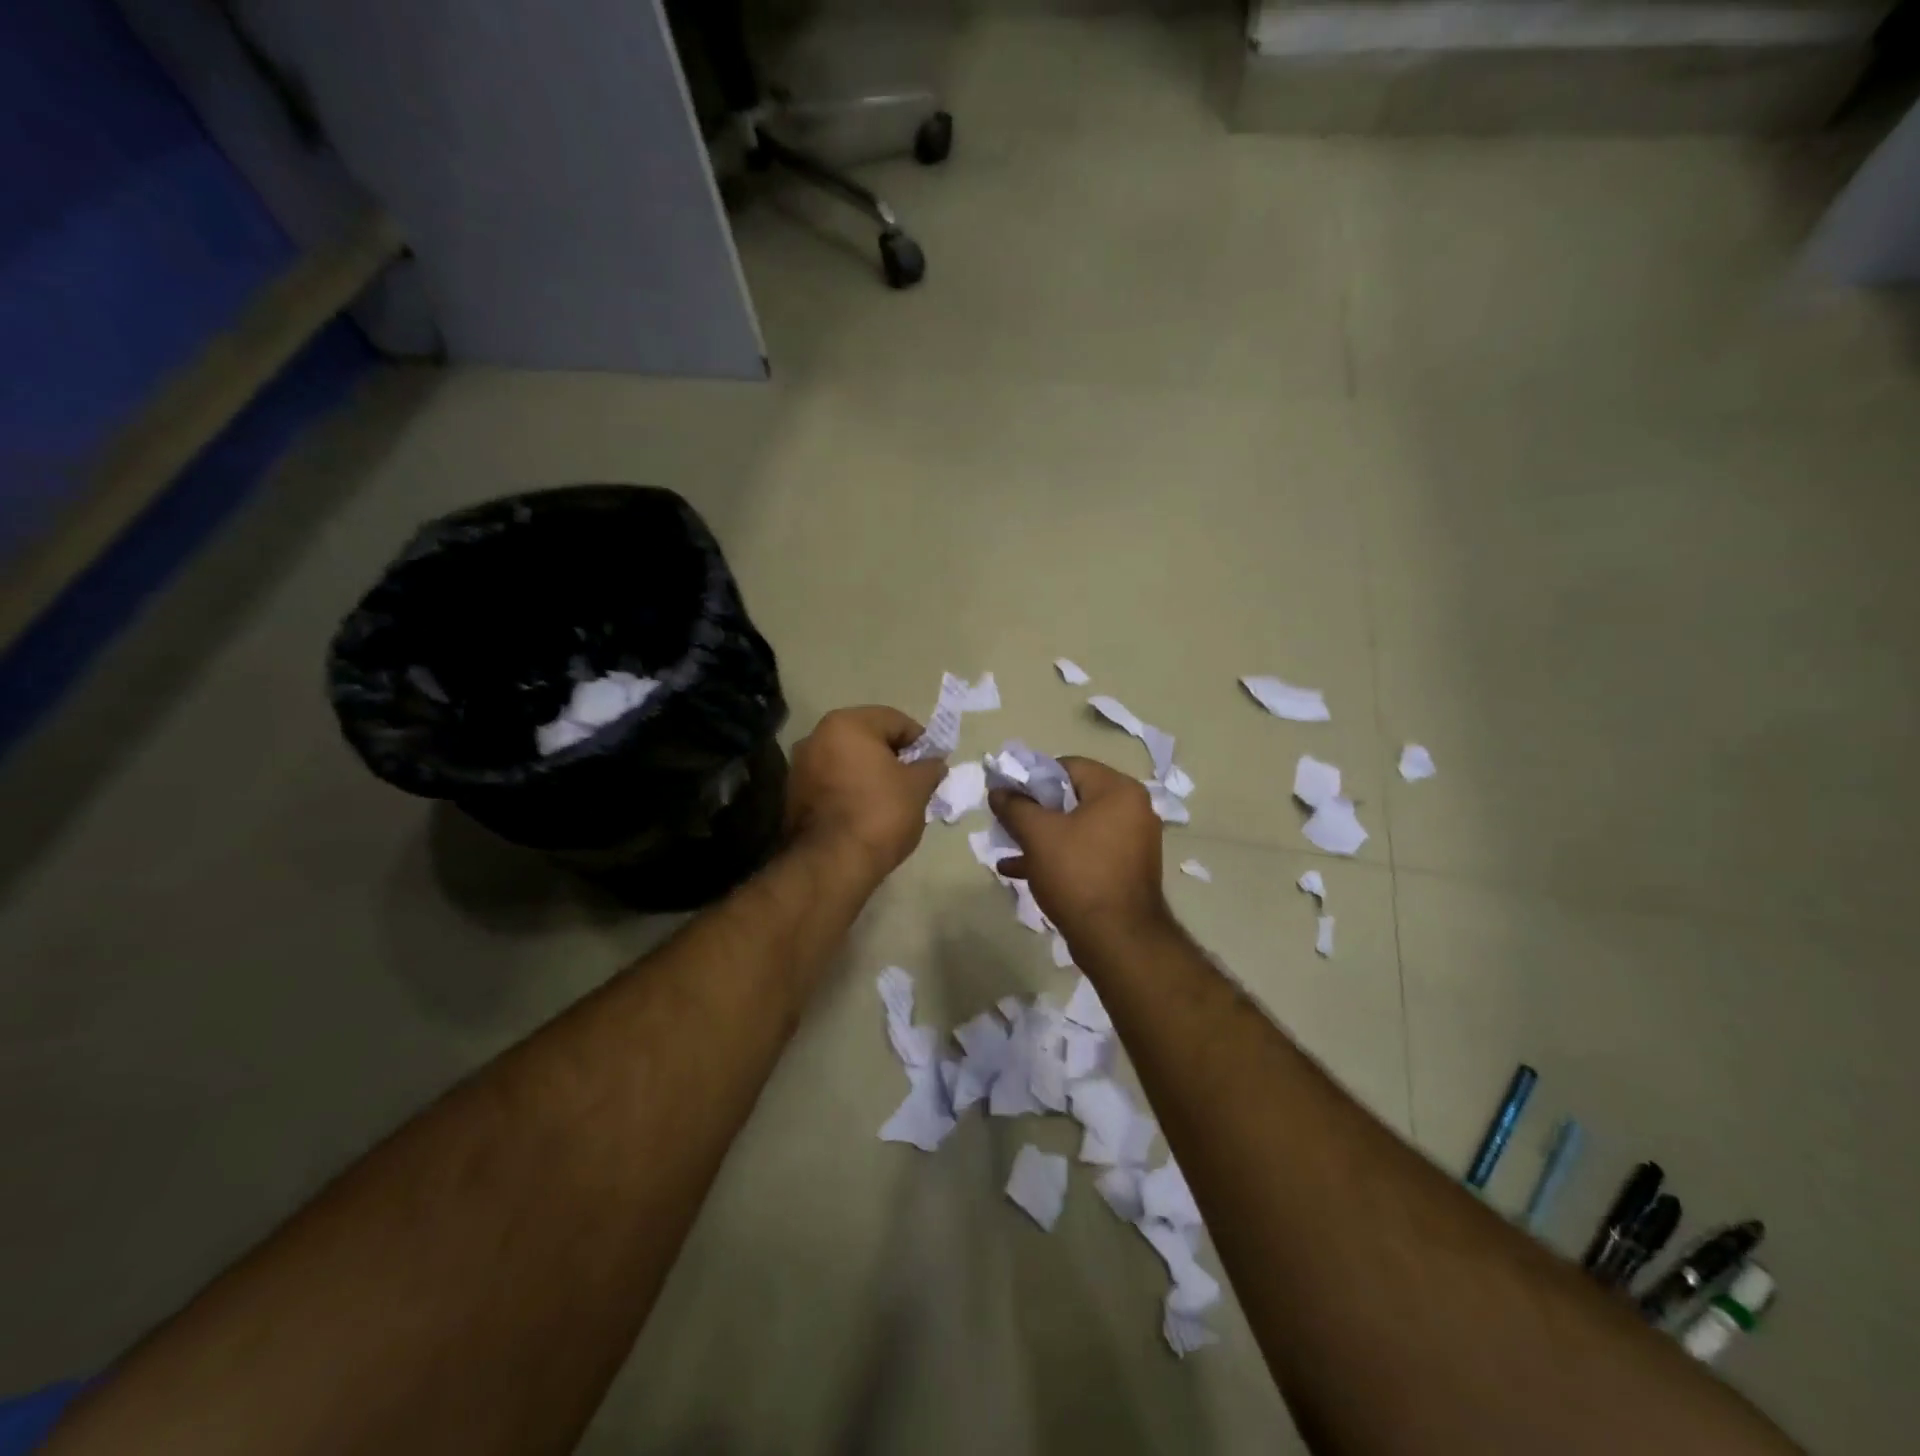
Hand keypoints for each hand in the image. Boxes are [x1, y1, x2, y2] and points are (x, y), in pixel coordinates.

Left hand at [785, 706, 945, 884]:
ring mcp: (800, 766)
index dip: (919, 741)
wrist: (832, 863)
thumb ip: (929, 768)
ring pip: (847, 760)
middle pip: (867, 738)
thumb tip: (935, 763)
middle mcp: (816, 737)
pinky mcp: (793, 795)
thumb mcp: (917, 788)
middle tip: (914, 780)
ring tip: (892, 798)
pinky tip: (867, 811)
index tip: (932, 764)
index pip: (894, 720)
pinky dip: (851, 789)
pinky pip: (832, 782)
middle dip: (893, 756)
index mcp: (846, 724)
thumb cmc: (880, 813)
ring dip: (870, 773)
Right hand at [989, 756, 1170, 941]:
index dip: (1033, 777)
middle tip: (1006, 822)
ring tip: (1008, 847)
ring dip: (1042, 836)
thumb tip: (998, 791)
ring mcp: (1132, 842)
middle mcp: (1132, 810)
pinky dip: (1058, 855)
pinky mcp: (1125, 870)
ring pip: (1077, 827)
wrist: (1117, 940)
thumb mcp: (1038, 834)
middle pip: (1072, 797)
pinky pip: (1086, 851)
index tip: (1008, 795)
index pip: (1068, 766)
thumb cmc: (1078, 874)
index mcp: (1118, 790)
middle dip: (1035, 810)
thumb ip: (1014, 806)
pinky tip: (1021, 870)